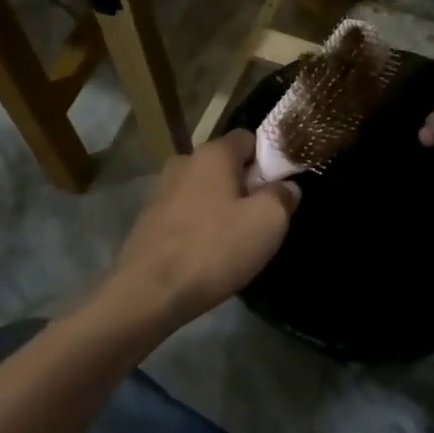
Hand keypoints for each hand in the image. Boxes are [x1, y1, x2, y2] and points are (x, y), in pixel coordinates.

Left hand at [100, 131, 299, 332]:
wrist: (147, 295)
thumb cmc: (213, 250)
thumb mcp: (268, 222)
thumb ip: (283, 196)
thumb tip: (286, 187)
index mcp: (212, 154)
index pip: (249, 138)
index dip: (270, 158)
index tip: (281, 187)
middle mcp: (183, 162)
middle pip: (226, 164)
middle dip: (246, 185)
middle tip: (263, 217)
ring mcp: (161, 191)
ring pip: (205, 190)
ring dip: (223, 207)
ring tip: (236, 240)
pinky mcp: (148, 220)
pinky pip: (186, 213)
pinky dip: (200, 225)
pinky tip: (208, 253)